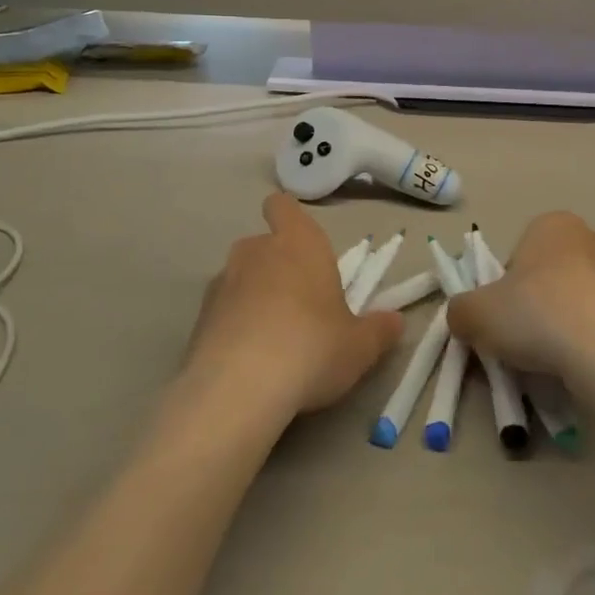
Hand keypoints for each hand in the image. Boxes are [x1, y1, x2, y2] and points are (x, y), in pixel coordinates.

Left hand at [187, 193, 404, 417]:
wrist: (239, 388)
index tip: (300, 244)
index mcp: (298, 243)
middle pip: (263, 246)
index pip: (283, 206)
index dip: (288, 218)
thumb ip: (379, 330)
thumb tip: (395, 322)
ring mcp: (222, 282)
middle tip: (300, 307)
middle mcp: (255, 251)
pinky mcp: (198, 317)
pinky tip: (246, 362)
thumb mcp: (359, 346)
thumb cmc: (312, 347)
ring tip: (272, 340)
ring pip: (240, 278)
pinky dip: (232, 327)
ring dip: (253, 298)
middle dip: (277, 268)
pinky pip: (221, 311)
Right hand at [448, 212, 594, 381]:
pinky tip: (582, 366)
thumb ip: (460, 311)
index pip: (516, 256)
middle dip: (534, 306)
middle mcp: (591, 238)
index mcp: (552, 224)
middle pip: (547, 277)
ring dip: (562, 325)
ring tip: (553, 360)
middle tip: (523, 340)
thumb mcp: (475, 314)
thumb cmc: (538, 316)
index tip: (502, 318)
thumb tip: (465, 318)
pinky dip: (589, 342)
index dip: (502, 289)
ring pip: (576, 301)